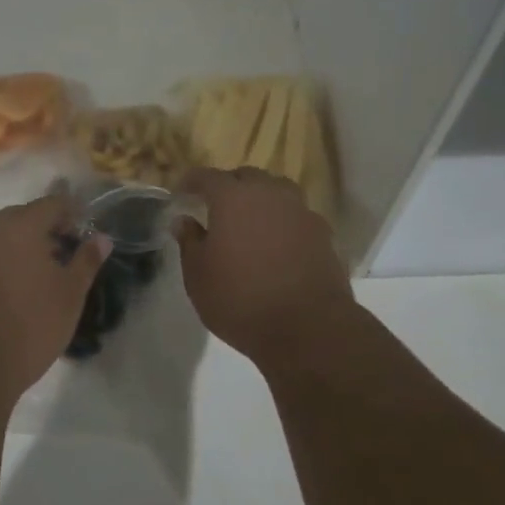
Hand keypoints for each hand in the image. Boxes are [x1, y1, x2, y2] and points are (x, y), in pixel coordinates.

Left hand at [0, 193, 111, 403]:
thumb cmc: (30, 325)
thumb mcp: (70, 294)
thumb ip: (87, 261)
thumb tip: (103, 238)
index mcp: (21, 226)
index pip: (53, 204)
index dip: (73, 214)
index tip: (86, 234)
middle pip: (24, 217)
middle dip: (47, 230)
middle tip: (67, 254)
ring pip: (3, 237)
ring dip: (24, 247)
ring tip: (44, 275)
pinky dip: (4, 263)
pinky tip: (17, 290)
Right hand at [176, 168, 352, 362]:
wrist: (308, 327)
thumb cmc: (241, 300)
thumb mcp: (199, 276)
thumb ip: (190, 242)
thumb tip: (184, 221)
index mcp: (233, 198)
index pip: (207, 176)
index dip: (191, 182)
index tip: (181, 192)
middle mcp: (270, 194)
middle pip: (247, 177)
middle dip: (228, 186)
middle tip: (215, 206)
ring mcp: (301, 211)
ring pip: (277, 192)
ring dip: (260, 200)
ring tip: (249, 221)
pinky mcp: (323, 233)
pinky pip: (296, 216)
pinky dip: (282, 221)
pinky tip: (277, 243)